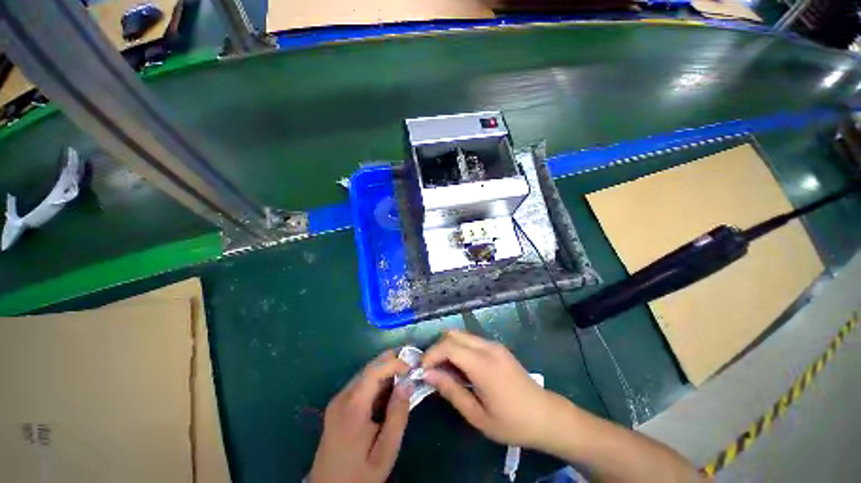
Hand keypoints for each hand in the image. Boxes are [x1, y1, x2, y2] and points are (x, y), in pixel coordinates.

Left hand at [309, 350, 412, 482]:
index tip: (412, 367)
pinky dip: (377, 381)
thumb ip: (397, 416)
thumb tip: (407, 384)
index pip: (373, 371)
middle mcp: (342, 398)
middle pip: (368, 368)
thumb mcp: (385, 451)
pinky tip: (389, 387)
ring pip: (364, 374)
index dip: (393, 363)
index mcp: (352, 407)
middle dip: (390, 361)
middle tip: (411, 362)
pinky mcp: (338, 406)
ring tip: (404, 372)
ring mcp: (338, 401)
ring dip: (384, 370)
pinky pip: (360, 385)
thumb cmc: (359, 474)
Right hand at [421, 331, 554, 449]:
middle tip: (431, 369)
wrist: (546, 416)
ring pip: (462, 335)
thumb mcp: (477, 415)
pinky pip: (472, 340)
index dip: (431, 354)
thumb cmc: (512, 422)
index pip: (449, 346)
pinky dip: (459, 348)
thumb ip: (451, 391)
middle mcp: (488, 347)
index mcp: (483, 365)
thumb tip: (429, 374)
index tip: (423, 370)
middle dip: (437, 348)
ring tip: (444, 369)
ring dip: (448, 347)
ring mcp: (494, 345)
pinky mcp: (498, 347)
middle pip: (453, 334)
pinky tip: (460, 367)